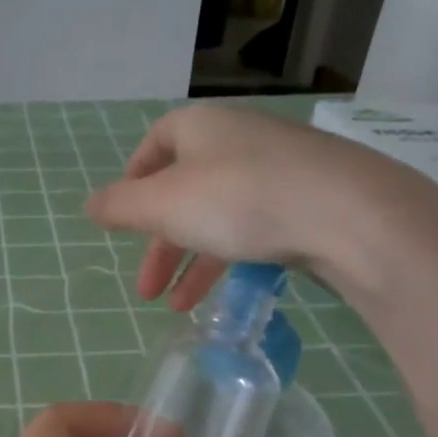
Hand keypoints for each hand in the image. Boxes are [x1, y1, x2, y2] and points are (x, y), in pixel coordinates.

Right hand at [84, 103, 437, 310]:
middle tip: (145, 289)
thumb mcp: (165, 205)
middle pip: (185, 190)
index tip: (124, 220)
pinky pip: (254, 229)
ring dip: (193, 263)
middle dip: (160, 244)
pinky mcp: (307, 202)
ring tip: (178, 307)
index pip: (156, 144)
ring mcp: (277, 170)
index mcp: (201, 128)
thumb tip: (89, 206)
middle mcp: (238, 140)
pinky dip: (231, 261)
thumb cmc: (240, 199)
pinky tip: (223, 296)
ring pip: (219, 216)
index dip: (134, 181)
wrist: (348, 214)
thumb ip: (121, 207)